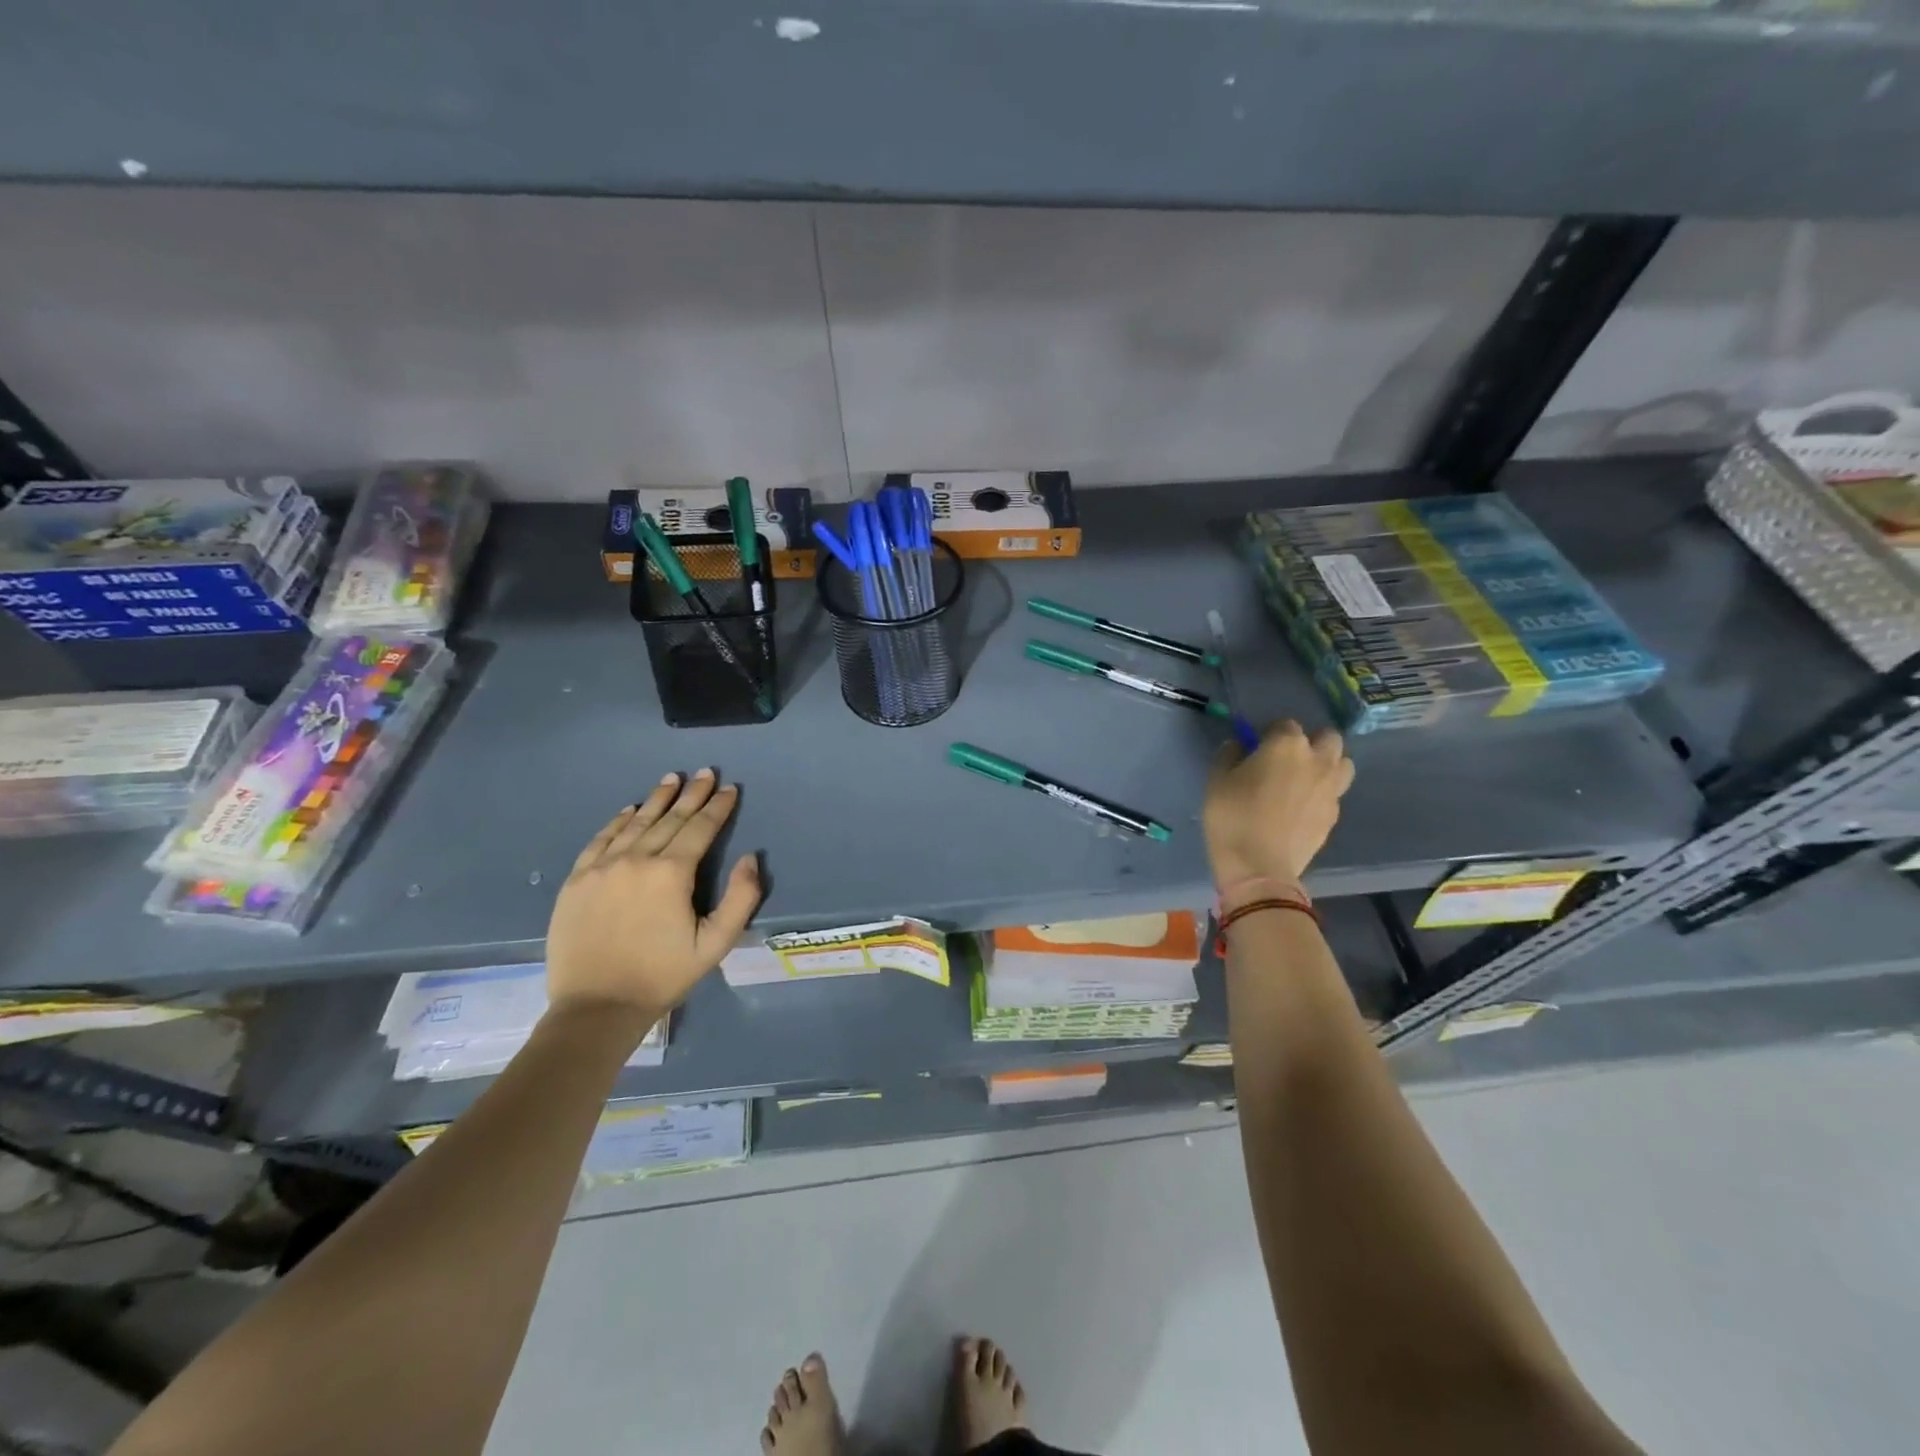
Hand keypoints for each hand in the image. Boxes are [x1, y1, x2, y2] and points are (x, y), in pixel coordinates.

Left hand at [544, 769, 760, 1023]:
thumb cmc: (663, 976)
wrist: (596, 1007)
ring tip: (671, 779)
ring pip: (635, 823)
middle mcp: (636, 860)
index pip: (700, 828)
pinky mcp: (577, 880)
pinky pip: (601, 839)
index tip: (729, 788)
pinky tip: (630, 809)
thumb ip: (741, 898)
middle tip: (705, 772)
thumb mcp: (715, 944)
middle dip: (691, 794)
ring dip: (657, 799)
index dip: (717, 807)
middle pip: (670, 819)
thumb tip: (750, 857)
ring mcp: (601, 867)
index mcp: (671, 873)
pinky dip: (618, 821)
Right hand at [1203, 720, 1353, 887]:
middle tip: (1287, 759)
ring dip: (1327, 764)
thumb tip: (1239, 746)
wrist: (1259, 866)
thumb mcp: (1217, 779)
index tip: (1255, 748)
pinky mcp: (1334, 815)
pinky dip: (1322, 793)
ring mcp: (1331, 789)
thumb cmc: (1232, 816)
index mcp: (1287, 744)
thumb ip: (1230, 755)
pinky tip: (1302, 808)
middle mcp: (1317, 760)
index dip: (1269, 733)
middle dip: (1311, 742)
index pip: (1284, 723)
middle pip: (1328, 737)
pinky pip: (1335, 793)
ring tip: (1304, 779)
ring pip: (1342, 764)